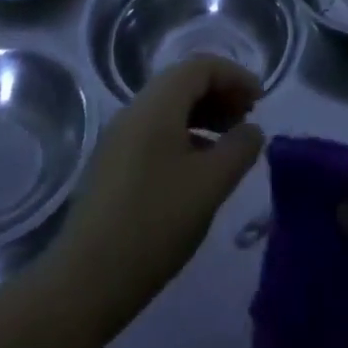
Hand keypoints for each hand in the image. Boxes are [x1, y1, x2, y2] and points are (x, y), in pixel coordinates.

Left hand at [47, 56, 265, 336]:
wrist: (86, 280)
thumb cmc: (155, 223)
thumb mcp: (211, 184)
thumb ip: (239, 149)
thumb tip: (252, 131)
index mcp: (156, 106)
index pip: (200, 66)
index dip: (235, 76)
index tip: (261, 101)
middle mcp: (133, 112)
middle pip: (182, 82)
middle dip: (220, 93)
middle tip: (248, 120)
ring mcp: (119, 139)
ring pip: (168, 108)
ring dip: (204, 115)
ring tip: (230, 144)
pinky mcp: (112, 165)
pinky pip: (155, 132)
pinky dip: (185, 135)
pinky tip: (200, 168)